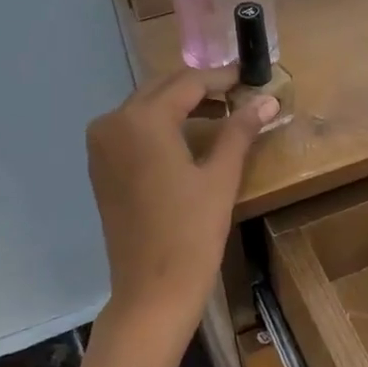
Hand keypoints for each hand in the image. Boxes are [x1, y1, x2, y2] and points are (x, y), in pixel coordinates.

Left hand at [85, 67, 276, 344]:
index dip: (222, 77)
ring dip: (181, 105)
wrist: (152, 291)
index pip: (188, 82)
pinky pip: (132, 129)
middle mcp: (113, 123)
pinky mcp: (100, 166)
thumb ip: (240, 130)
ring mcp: (101, 145)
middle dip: (201, 88)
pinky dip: (160, 125)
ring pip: (146, 107)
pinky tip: (189, 136)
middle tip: (240, 93)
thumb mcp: (221, 177)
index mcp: (142, 120)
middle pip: (163, 89)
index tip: (250, 75)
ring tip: (222, 113)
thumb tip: (267, 100)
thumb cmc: (191, 233)